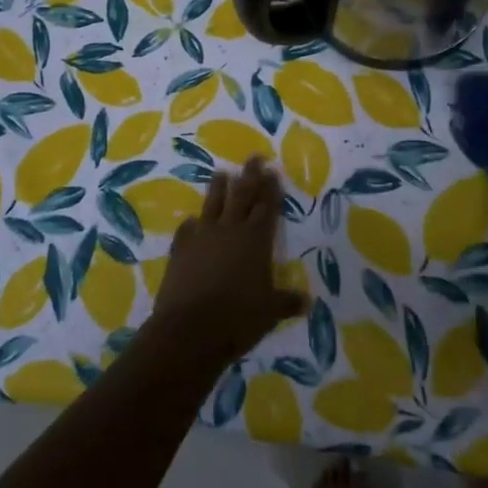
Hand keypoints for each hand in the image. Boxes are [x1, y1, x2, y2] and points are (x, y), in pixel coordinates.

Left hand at [145, 158, 304, 366]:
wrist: (189, 329)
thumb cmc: (238, 318)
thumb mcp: (270, 312)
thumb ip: (287, 302)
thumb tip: (307, 303)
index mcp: (256, 239)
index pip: (267, 207)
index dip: (271, 189)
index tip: (272, 171)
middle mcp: (230, 230)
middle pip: (242, 195)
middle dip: (250, 176)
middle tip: (253, 158)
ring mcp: (202, 236)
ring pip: (213, 203)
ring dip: (219, 187)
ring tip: (222, 172)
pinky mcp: (180, 249)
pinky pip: (188, 229)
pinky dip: (192, 223)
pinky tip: (192, 220)